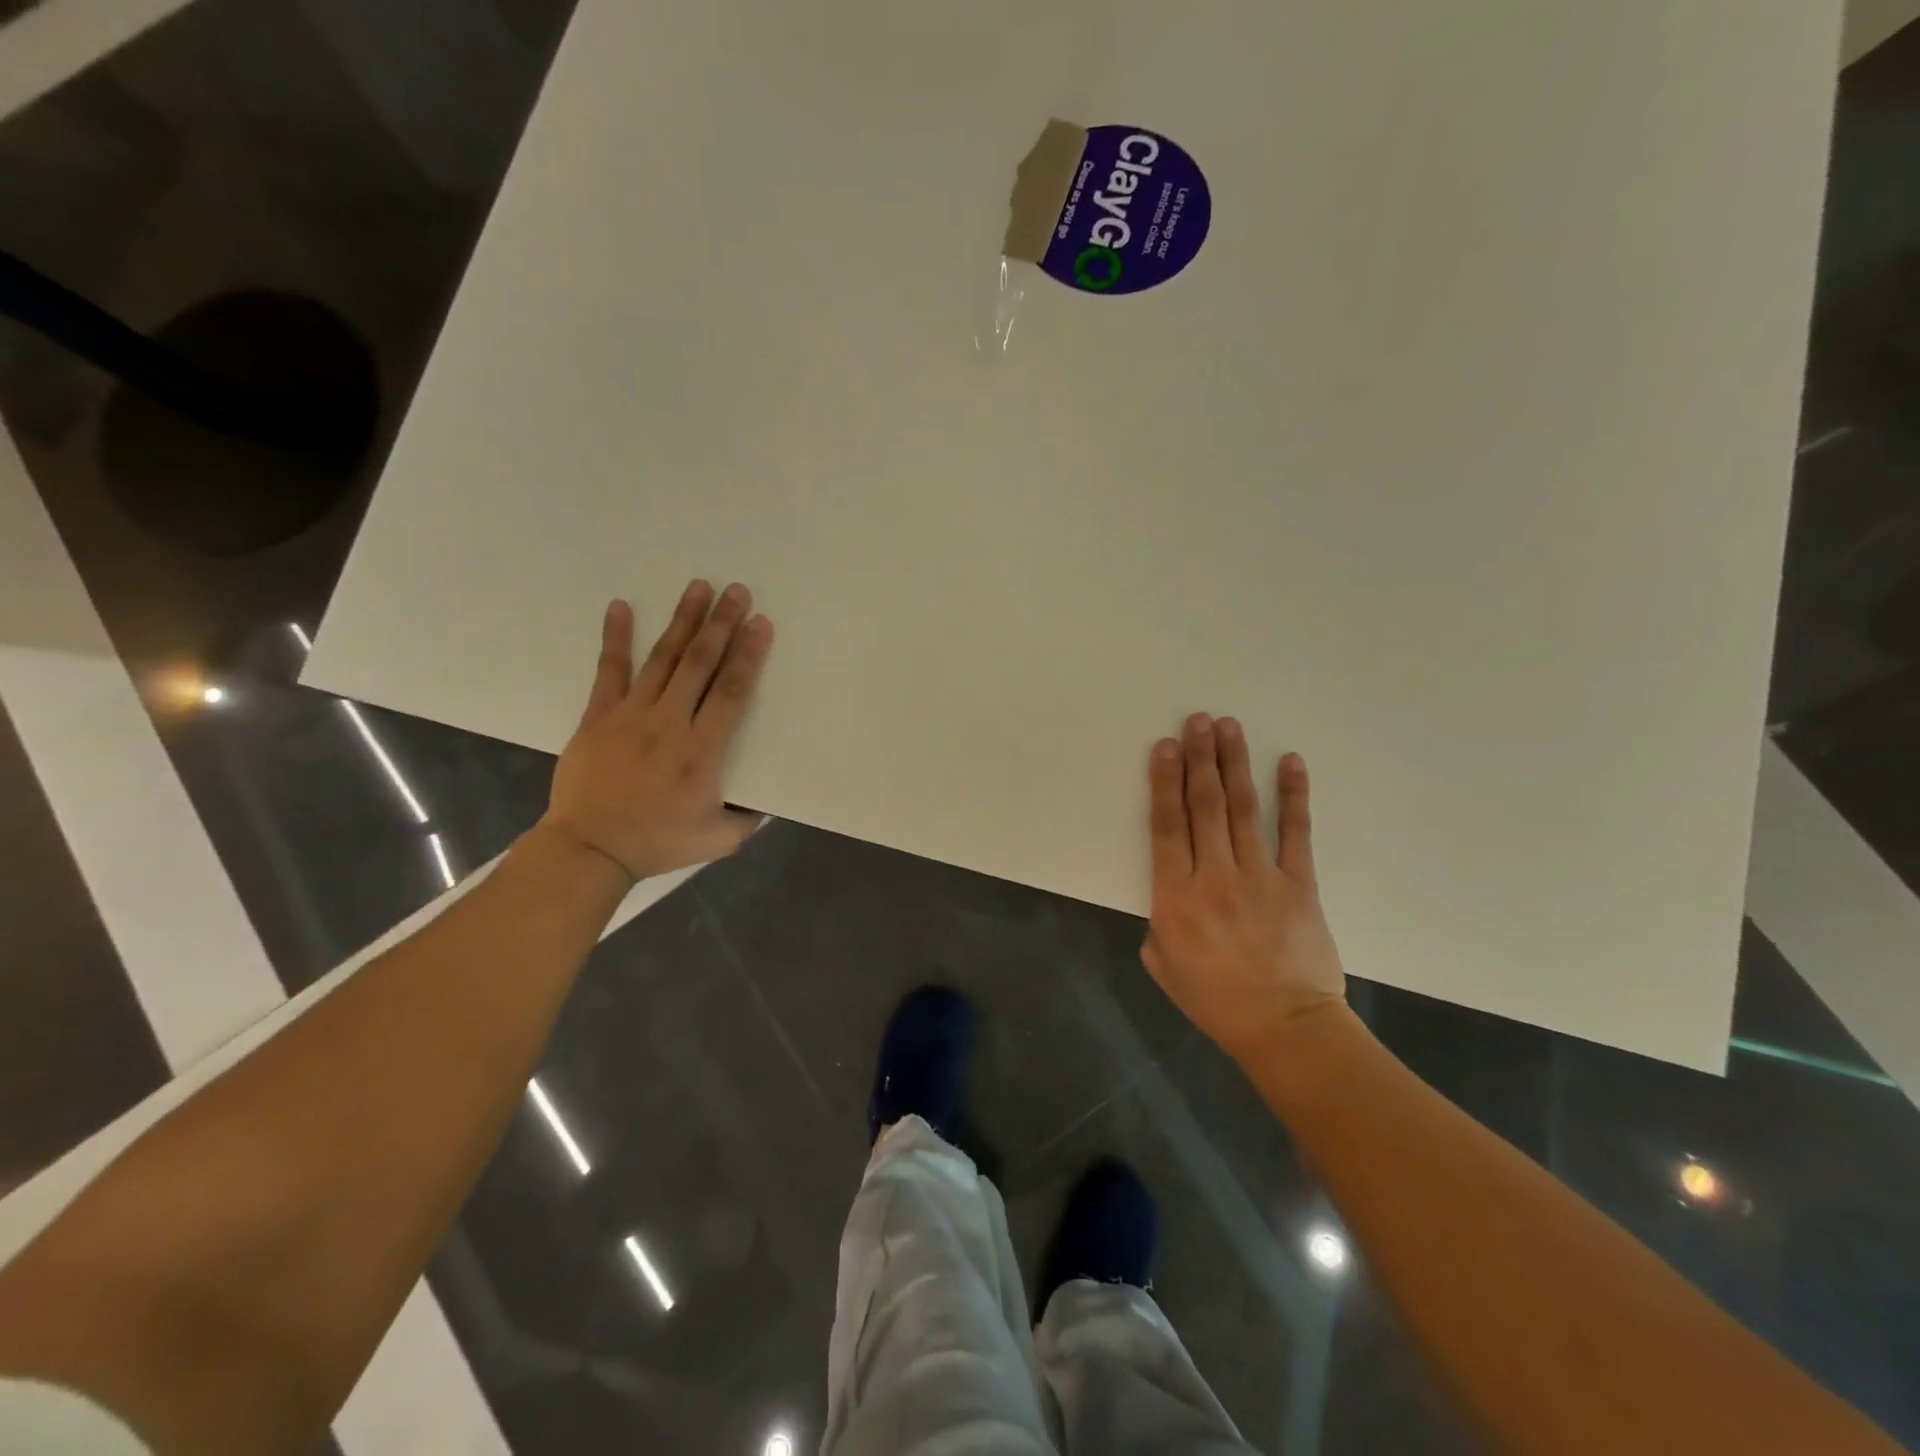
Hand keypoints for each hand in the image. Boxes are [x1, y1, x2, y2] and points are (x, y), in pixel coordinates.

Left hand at [540, 580, 772, 881]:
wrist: (589, 848)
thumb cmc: (658, 843)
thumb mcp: (719, 840)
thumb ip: (748, 818)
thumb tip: (765, 800)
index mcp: (702, 751)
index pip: (732, 692)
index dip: (749, 655)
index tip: (761, 624)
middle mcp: (669, 723)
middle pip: (700, 664)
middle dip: (721, 625)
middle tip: (737, 592)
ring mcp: (631, 715)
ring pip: (663, 659)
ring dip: (682, 621)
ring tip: (698, 588)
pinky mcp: (599, 716)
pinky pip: (609, 670)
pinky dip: (615, 638)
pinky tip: (621, 607)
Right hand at [1142, 713, 1345, 1057]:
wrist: (1285, 1028)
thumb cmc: (1214, 999)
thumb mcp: (1161, 963)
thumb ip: (1159, 918)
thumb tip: (1172, 888)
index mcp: (1175, 897)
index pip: (1166, 826)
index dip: (1164, 782)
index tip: (1164, 747)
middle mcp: (1214, 877)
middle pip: (1204, 806)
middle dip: (1198, 758)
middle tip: (1197, 720)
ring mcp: (1260, 877)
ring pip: (1243, 809)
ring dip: (1234, 765)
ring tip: (1229, 727)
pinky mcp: (1299, 884)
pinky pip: (1295, 833)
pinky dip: (1293, 796)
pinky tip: (1288, 762)